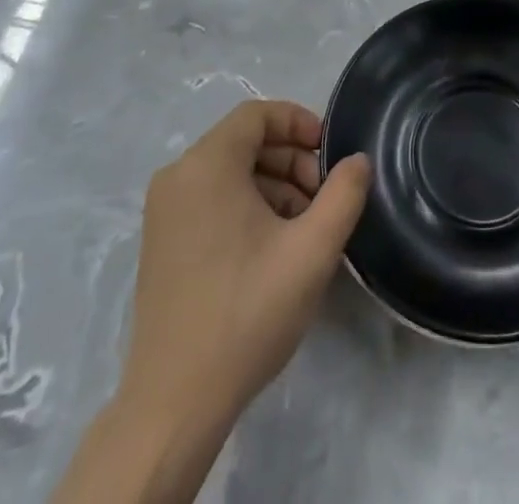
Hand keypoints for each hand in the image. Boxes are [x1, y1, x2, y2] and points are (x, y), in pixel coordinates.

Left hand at [121, 100, 371, 431]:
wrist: (174, 403)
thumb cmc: (246, 312)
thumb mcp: (311, 251)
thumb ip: (344, 195)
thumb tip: (358, 160)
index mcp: (206, 165)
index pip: (256, 114)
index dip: (298, 122)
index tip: (329, 153)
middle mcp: (178, 176)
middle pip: (243, 142)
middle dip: (291, 160)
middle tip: (322, 197)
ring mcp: (163, 211)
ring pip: (229, 172)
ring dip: (272, 185)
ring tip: (304, 227)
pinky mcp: (160, 242)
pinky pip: (210, 199)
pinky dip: (246, 205)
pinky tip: (272, 247)